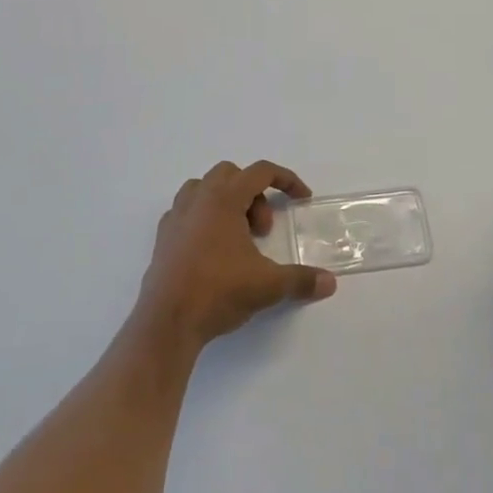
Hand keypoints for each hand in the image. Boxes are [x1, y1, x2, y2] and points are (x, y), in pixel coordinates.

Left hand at [137, 161, 336, 347]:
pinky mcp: (163, 236)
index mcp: (224, 198)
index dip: (286, 180)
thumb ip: (301, 280)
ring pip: (204, 188)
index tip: (301, 199)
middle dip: (254, 195)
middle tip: (262, 231)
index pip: (260, 172)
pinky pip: (186, 210)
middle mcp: (198, 198)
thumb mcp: (267, 286)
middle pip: (231, 174)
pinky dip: (204, 218)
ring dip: (227, 202)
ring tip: (238, 237)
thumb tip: (330, 282)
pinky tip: (213, 249)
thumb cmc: (218, 291)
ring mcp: (176, 216)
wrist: (167, 321)